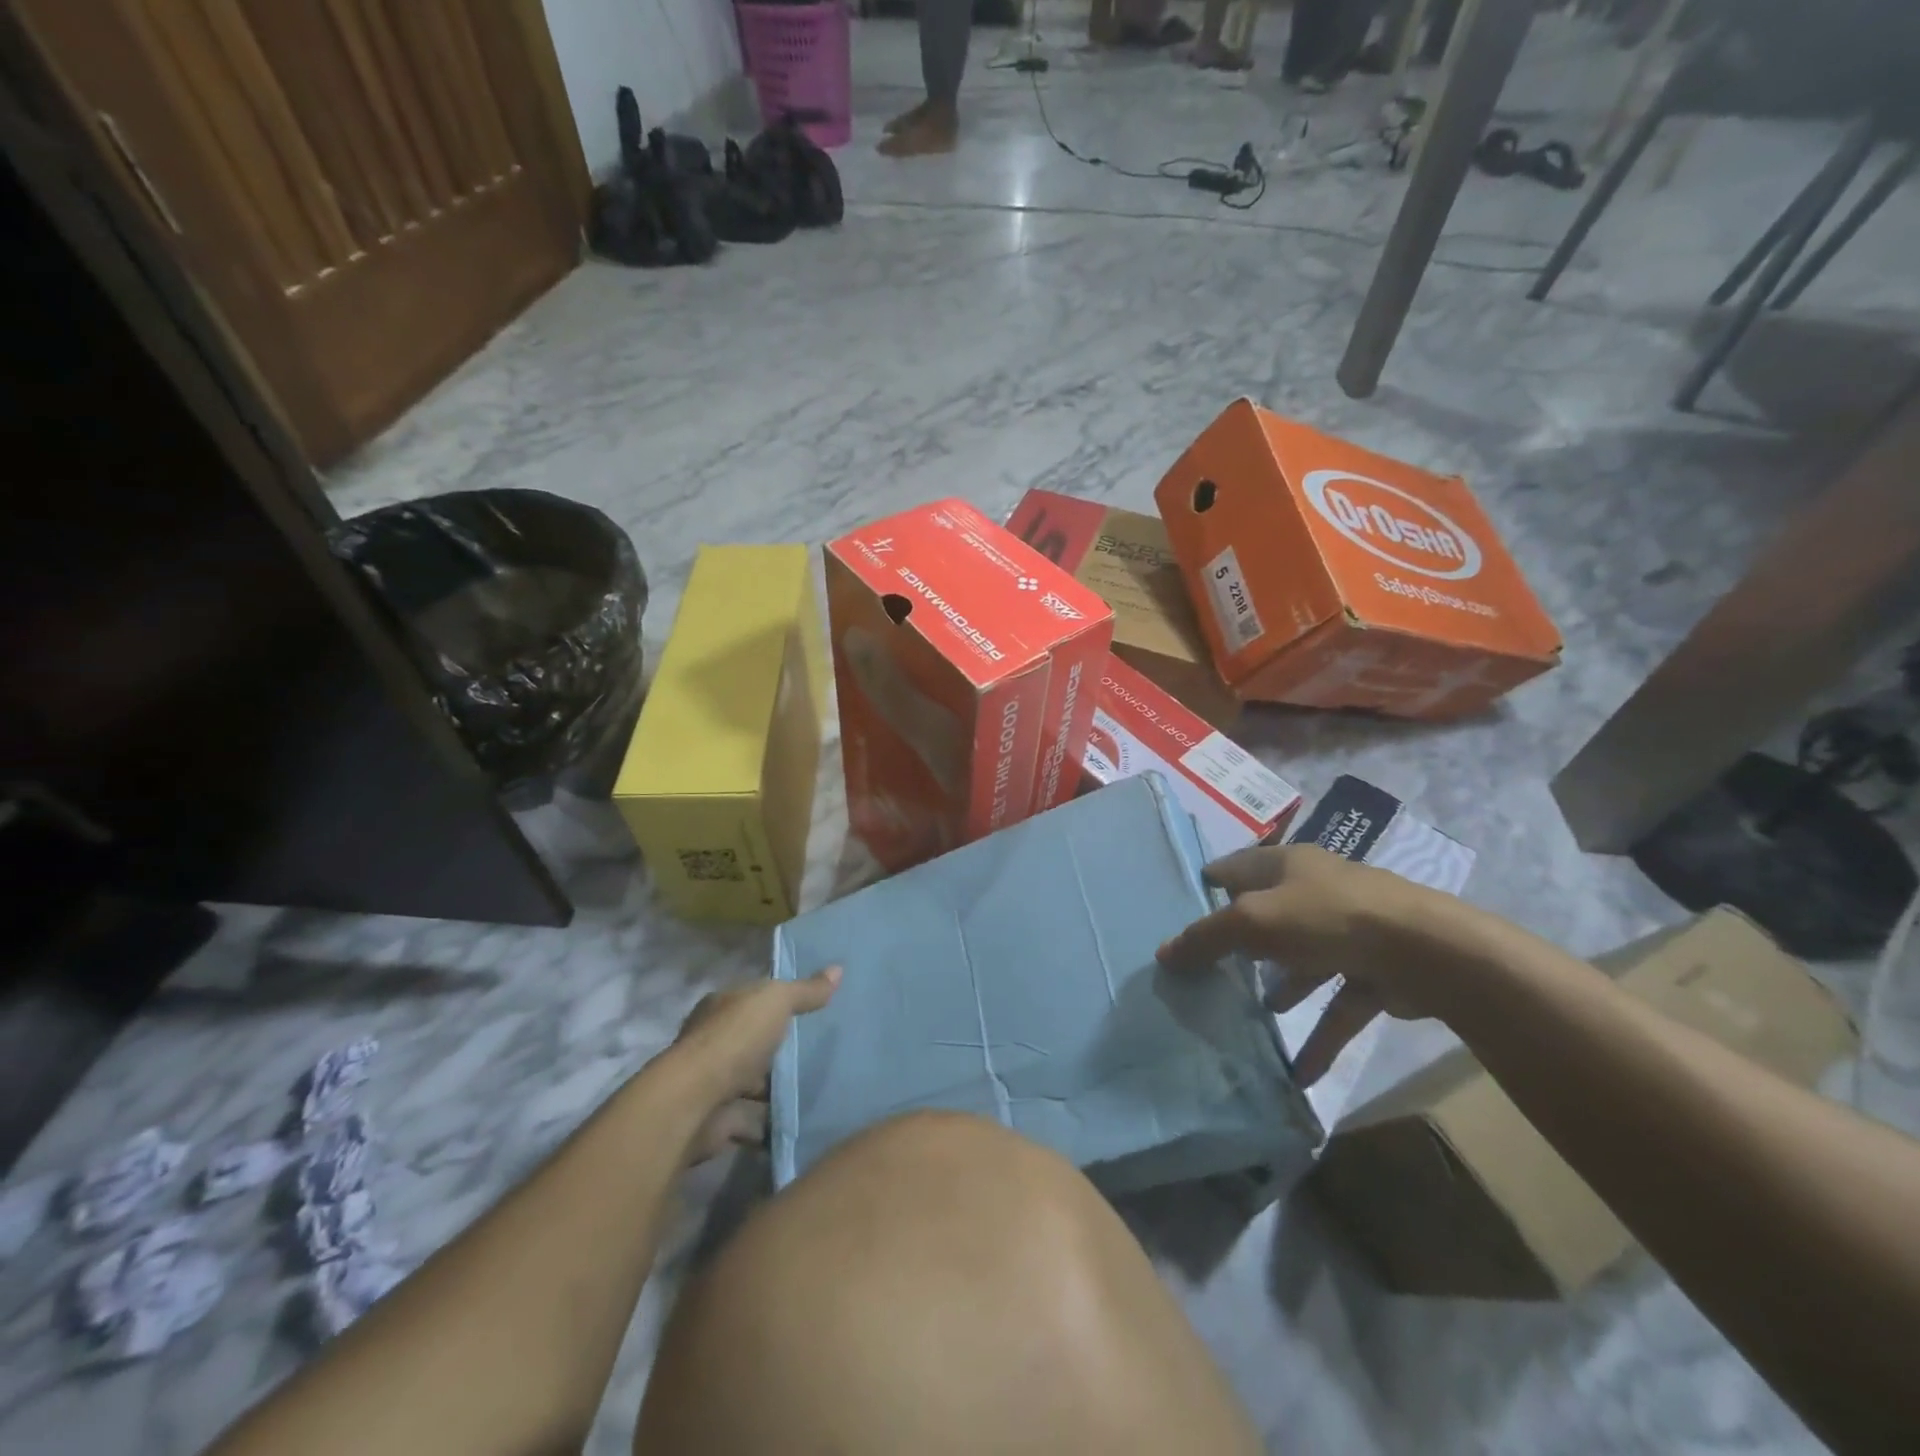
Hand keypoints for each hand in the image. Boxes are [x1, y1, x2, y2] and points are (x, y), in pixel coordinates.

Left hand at [666, 967, 840, 1164]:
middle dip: (780, 1050)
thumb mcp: (776, 1001)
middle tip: (822, 1054)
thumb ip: (806, 990)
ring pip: (752, 1084)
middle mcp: (713, 1042)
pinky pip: (751, 1120)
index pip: (753, 999)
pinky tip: (799, 1123)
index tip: (810, 1011)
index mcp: (722, 1006)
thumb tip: (838, 969)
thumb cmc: (735, 1039)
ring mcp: (713, 1083)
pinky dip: (770, 1125)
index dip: (778, 1002)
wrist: (694, 1102)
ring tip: (817, 1092)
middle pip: (753, 1042)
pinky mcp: (717, 1121)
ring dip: (775, 1091)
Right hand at [1156, 845, 1476, 1086]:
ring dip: (1279, 988)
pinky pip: (1336, 1004)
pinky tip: (1298, 1071)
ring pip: (1301, 960)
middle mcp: (1315, 890)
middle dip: (1238, 944)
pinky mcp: (1374, 972)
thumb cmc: (1327, 918)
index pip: (1233, 868)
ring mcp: (1348, 932)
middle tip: (1205, 970)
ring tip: (1248, 1016)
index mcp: (1286, 864)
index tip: (1176, 914)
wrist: (1427, 952)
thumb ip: (1206, 938)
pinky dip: (1318, 1034)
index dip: (1205, 887)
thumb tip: (1163, 954)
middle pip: (1266, 914)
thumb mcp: (1253, 922)